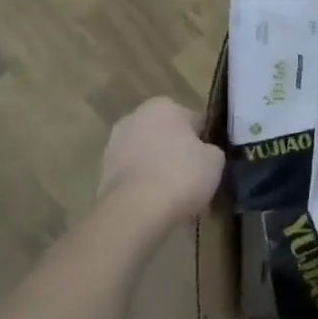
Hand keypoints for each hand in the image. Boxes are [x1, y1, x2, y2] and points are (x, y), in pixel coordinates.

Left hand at [96, 97, 222, 237]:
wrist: (135, 212)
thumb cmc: (181, 175)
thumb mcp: (215, 160)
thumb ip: (211, 149)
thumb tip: (203, 153)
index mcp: (163, 106)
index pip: (194, 120)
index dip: (205, 141)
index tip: (209, 162)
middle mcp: (135, 118)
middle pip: (167, 136)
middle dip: (178, 154)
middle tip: (194, 179)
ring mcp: (114, 146)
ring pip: (149, 157)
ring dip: (161, 171)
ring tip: (176, 199)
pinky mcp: (102, 174)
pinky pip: (134, 177)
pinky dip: (145, 187)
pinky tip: (157, 206)